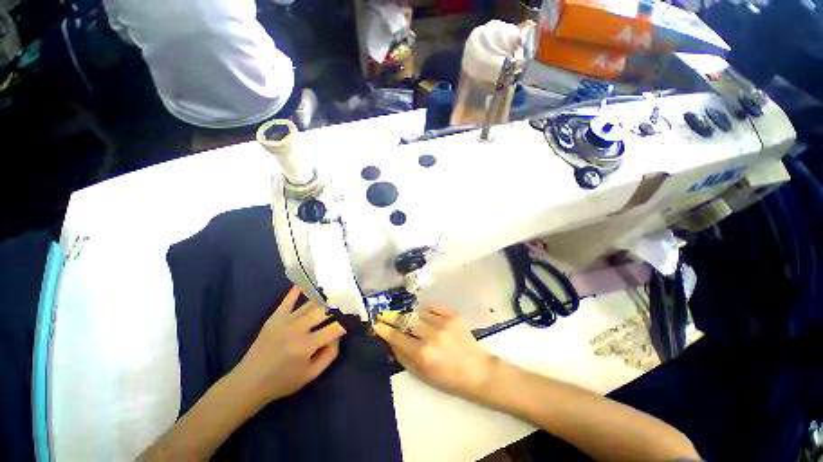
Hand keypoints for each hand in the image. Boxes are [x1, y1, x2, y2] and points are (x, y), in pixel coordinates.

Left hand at [234, 286, 346, 406]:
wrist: (249, 382)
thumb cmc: (283, 381)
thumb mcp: (311, 375)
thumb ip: (330, 354)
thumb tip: (338, 335)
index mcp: (307, 346)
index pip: (335, 328)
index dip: (348, 322)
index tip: (355, 318)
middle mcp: (297, 329)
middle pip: (324, 311)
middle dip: (338, 306)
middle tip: (347, 303)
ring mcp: (285, 321)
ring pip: (310, 305)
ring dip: (324, 300)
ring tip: (334, 294)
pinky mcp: (275, 317)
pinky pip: (288, 300)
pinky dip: (297, 291)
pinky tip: (306, 282)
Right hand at [374, 305, 495, 398]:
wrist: (476, 371)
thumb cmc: (447, 378)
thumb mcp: (421, 374)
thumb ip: (403, 356)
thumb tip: (390, 340)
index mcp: (422, 354)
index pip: (396, 336)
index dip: (384, 329)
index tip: (377, 323)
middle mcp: (430, 335)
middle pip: (405, 320)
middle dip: (392, 317)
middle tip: (385, 314)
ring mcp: (443, 323)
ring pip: (418, 312)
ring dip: (411, 316)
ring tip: (413, 321)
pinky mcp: (452, 315)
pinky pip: (432, 306)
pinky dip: (426, 310)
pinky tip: (426, 315)